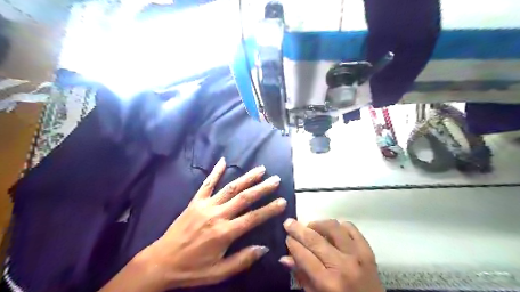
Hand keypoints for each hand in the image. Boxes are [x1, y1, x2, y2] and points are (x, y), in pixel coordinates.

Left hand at [136, 158, 286, 290]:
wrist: (161, 262)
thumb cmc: (192, 269)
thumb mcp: (219, 273)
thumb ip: (242, 260)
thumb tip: (264, 248)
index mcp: (225, 233)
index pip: (253, 218)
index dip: (269, 209)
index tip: (282, 201)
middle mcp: (217, 215)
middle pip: (244, 198)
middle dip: (262, 188)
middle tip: (275, 179)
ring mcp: (205, 206)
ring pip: (230, 188)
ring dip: (246, 178)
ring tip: (260, 170)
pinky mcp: (195, 202)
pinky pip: (207, 184)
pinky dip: (215, 172)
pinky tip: (223, 161)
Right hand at [281, 219, 385, 291]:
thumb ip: (302, 276)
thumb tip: (285, 257)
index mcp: (329, 283)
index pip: (304, 256)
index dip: (292, 244)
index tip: (286, 236)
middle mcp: (343, 265)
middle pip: (315, 239)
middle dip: (298, 229)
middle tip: (289, 223)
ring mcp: (358, 255)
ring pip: (333, 227)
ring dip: (318, 224)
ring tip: (311, 228)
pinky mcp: (368, 250)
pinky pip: (351, 228)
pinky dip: (339, 226)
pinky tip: (332, 232)